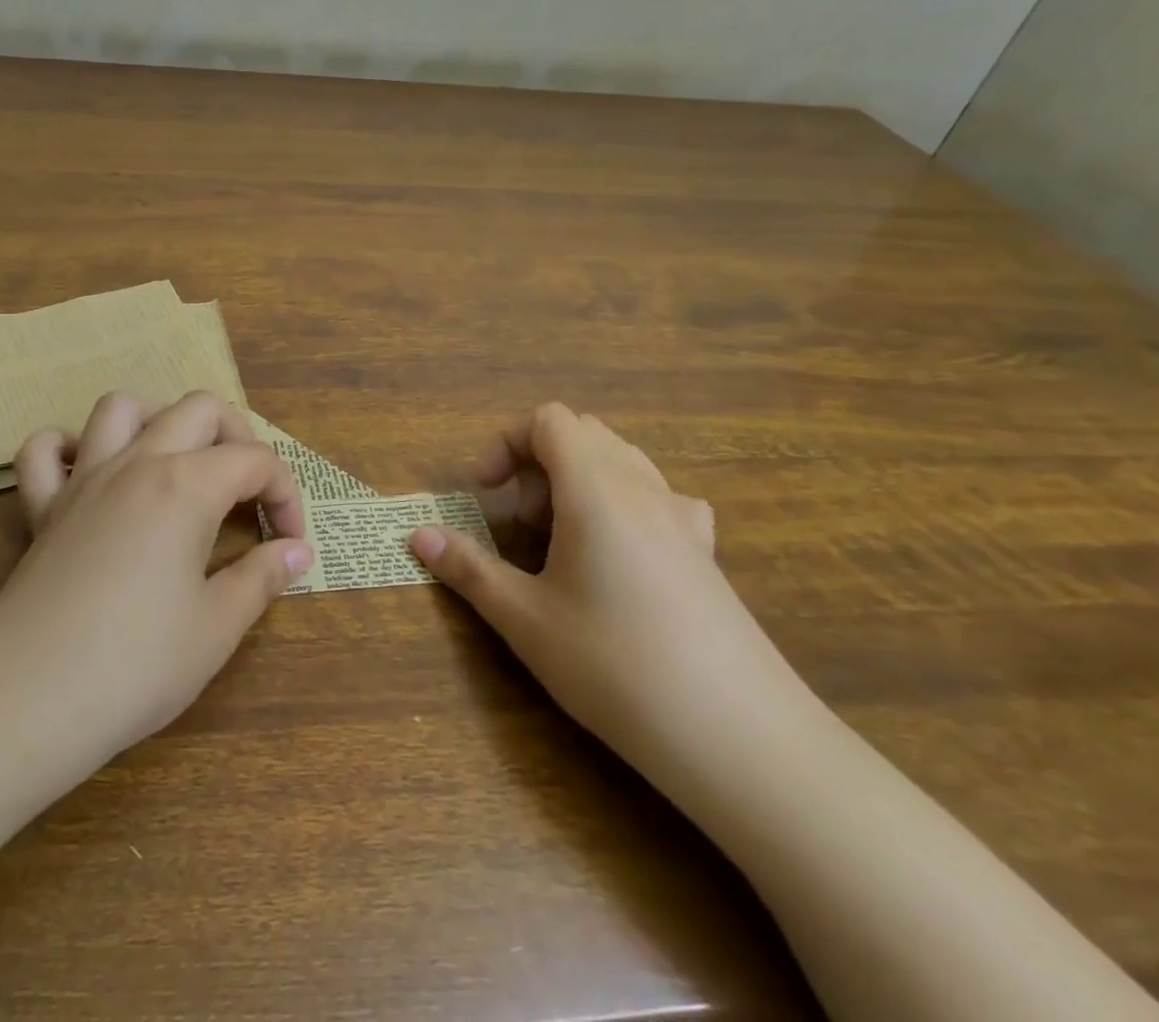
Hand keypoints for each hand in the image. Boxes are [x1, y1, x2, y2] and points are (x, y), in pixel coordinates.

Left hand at [0, 390, 314, 779]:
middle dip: (238, 439)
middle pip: (199, 409)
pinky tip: (90, 476)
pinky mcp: (42, 508)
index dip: (286, 495)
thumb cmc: (135, 665)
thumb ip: (262, 577)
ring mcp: (84, 480)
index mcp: (187, 485)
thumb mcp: (216, 627)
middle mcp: (137, 463)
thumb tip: (298, 551)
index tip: (290, 544)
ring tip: (178, 465)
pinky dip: (69, 449)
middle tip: (249, 492)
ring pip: (122, 408)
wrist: (26, 701)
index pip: (255, 460)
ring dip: (158, 421)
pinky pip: (45, 452)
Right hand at [410, 402, 791, 771]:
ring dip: (578, 481)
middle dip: (537, 465)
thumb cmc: (617, 666)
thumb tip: (417, 536)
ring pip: (621, 461)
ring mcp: (683, 517)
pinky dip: (623, 504)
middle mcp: (643, 487)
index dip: (505, 444)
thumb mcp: (527, 620)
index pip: (548, 420)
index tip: (484, 494)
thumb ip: (468, 569)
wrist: (741, 738)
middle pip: (583, 433)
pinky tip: (621, 557)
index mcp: (596, 488)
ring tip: (562, 542)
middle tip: (521, 526)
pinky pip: (658, 497)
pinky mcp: (707, 552)